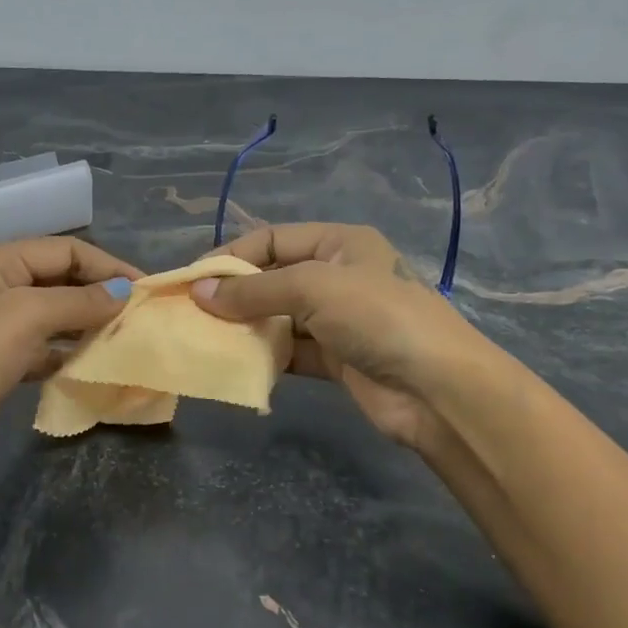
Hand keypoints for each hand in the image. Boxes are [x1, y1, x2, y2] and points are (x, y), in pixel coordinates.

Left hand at [0, 238, 140, 473]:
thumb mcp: (27, 317)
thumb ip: (80, 301)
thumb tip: (123, 292)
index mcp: (0, 262)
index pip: (66, 250)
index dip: (107, 265)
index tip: (144, 290)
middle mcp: (1, 286)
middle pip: (63, 280)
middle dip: (100, 294)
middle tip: (139, 316)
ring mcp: (1, 325)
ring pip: (57, 315)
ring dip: (89, 324)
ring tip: (125, 339)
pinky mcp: (3, 361)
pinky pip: (47, 347)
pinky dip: (70, 352)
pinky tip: (94, 363)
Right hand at [193, 223, 486, 450]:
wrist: (436, 388)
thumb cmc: (377, 317)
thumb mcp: (313, 288)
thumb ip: (254, 291)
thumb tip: (199, 292)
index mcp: (340, 244)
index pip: (273, 239)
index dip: (232, 256)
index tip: (192, 279)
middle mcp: (338, 277)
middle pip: (274, 278)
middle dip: (235, 294)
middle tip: (192, 313)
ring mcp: (338, 320)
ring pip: (280, 318)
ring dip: (247, 327)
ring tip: (206, 338)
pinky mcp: (337, 360)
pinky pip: (291, 351)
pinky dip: (267, 356)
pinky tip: (238, 363)